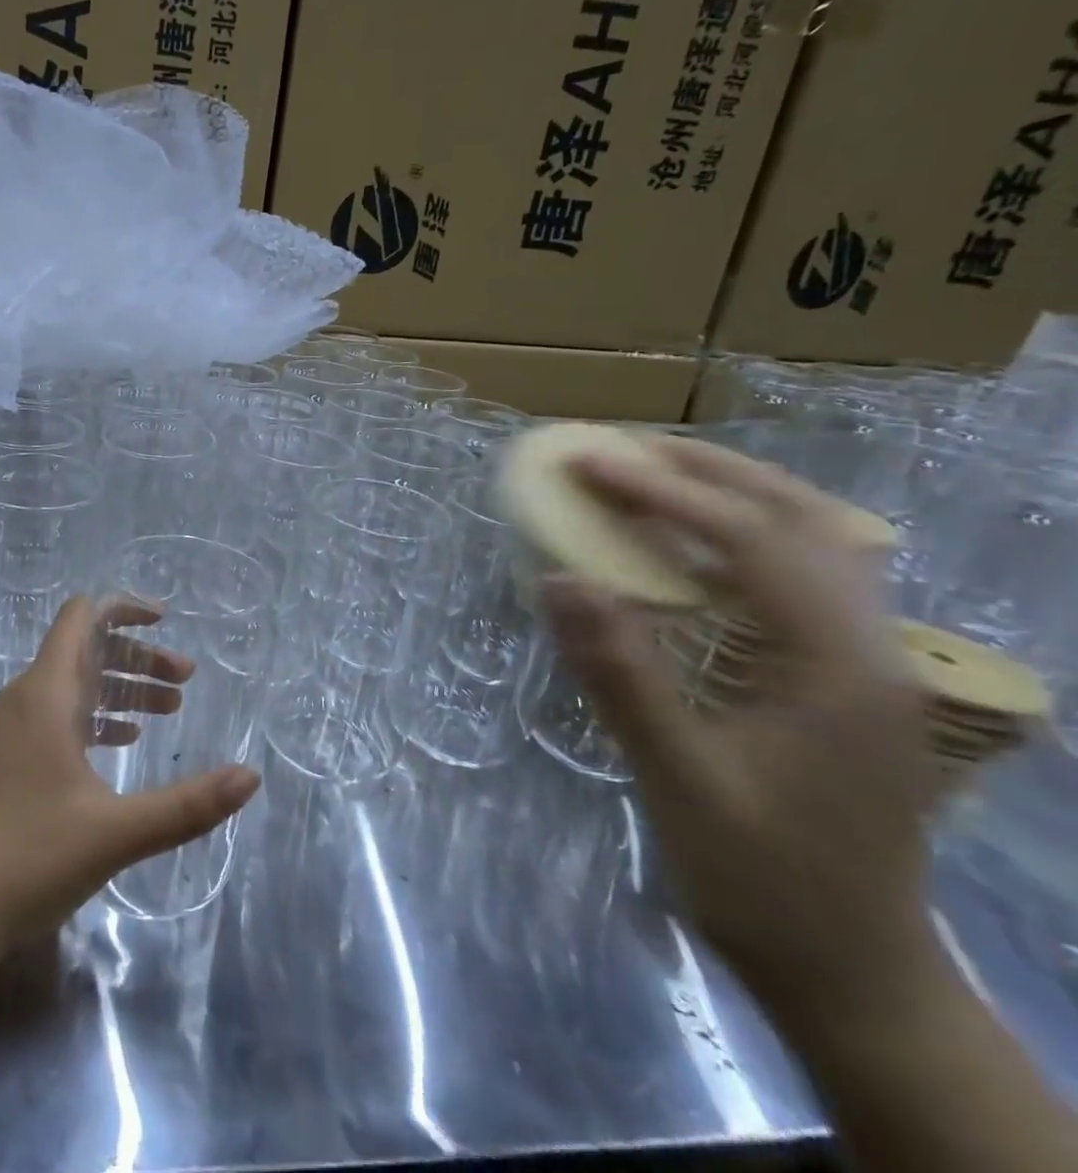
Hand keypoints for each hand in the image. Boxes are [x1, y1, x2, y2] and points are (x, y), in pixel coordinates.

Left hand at [0, 596, 260, 946]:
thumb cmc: (29, 858)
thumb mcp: (117, 832)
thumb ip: (188, 805)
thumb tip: (251, 777)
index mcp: (47, 694)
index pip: (83, 617)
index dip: (124, 609)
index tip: (166, 622)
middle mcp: (27, 699)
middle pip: (86, 651)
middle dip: (137, 658)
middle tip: (185, 682)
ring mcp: (13, 731)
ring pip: (75, 687)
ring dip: (121, 689)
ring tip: (169, 711)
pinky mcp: (9, 760)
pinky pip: (60, 717)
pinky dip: (97, 717)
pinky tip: (123, 742)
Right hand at [541, 436, 949, 1031]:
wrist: (850, 974)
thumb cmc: (762, 881)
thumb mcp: (680, 780)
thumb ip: (621, 674)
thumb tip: (556, 579)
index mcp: (839, 668)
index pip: (755, 540)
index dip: (664, 491)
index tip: (586, 461)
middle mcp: (870, 649)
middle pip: (803, 521)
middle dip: (704, 473)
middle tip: (617, 451)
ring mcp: (866, 664)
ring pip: (814, 543)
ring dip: (730, 496)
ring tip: (649, 477)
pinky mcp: (843, 680)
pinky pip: (799, 578)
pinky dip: (741, 539)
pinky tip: (692, 549)